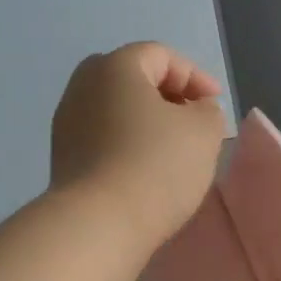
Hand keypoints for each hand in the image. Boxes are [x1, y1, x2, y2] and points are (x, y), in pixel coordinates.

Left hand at [50, 42, 226, 254]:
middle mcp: (82, 86)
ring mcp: (67, 124)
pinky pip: (103, 140)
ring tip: (172, 152)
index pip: (162, 56)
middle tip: (192, 123)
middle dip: (167, 97)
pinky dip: (127, 146)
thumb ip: (208, 112)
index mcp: (115, 67)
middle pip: (133, 80)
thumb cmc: (156, 168)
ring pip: (116, 111)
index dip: (195, 76)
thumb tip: (196, 110)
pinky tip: (145, 172)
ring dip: (146, 124)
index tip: (217, 105)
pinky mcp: (63, 159)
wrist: (98, 224)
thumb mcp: (203, 133)